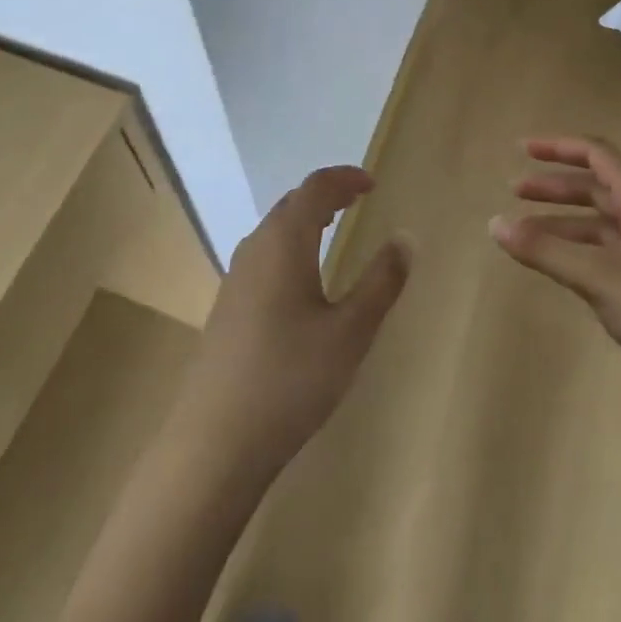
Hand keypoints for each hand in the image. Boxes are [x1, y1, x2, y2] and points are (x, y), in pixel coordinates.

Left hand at [182, 166, 410, 468]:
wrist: (214, 443)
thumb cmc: (290, 379)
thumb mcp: (350, 333)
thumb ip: (381, 283)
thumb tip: (406, 238)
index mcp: (284, 241)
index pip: (315, 188)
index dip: (345, 178)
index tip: (372, 183)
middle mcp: (256, 247)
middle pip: (292, 203)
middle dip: (326, 194)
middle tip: (357, 199)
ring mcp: (236, 277)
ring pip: (274, 228)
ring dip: (306, 218)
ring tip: (332, 227)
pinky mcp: (227, 306)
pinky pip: (264, 253)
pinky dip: (290, 244)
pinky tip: (301, 277)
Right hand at [489, 136, 620, 447]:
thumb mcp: (599, 277)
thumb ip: (545, 250)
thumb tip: (494, 224)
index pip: (598, 154)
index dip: (559, 147)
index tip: (521, 150)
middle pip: (598, 187)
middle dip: (556, 186)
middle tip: (515, 191)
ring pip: (601, 224)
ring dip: (563, 222)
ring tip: (525, 235)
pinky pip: (608, 255)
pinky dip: (578, 253)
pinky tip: (560, 269)